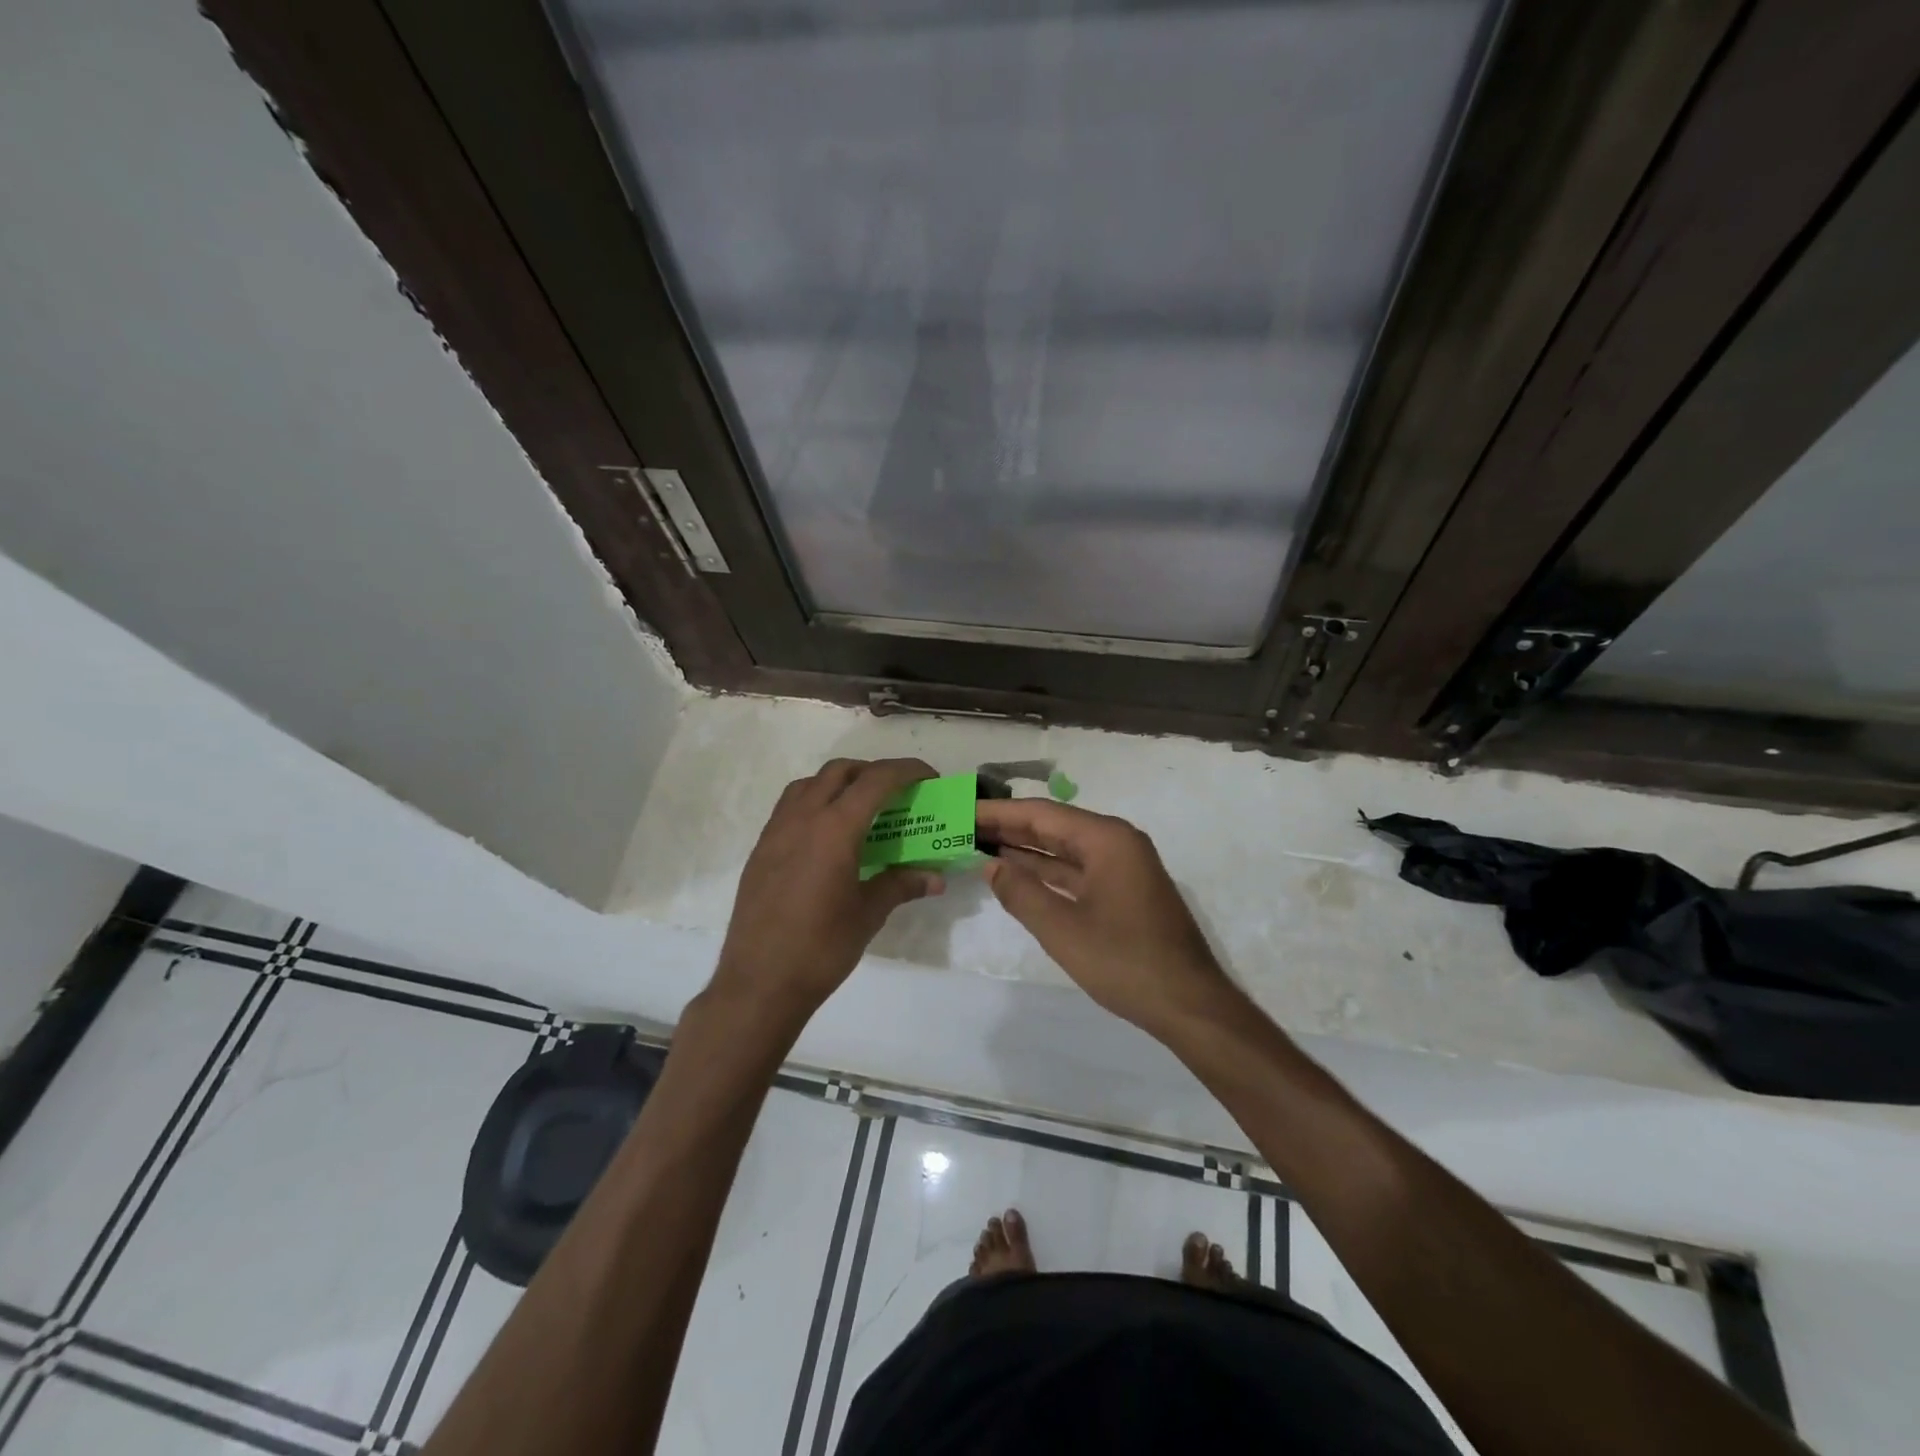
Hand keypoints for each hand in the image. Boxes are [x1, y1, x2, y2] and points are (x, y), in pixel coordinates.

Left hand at [709, 758, 944, 1027]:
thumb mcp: (868, 914)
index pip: (876, 780)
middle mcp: (802, 818)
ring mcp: (776, 831)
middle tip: (897, 794)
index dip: (907, 770)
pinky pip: (790, 807)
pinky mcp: (761, 849)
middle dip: (873, 772)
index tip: (929, 778)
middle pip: (840, 771)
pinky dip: (815, 803)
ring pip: (810, 784)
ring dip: (840, 783)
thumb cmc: (821, 948)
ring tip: (861, 809)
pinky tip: (828, 836)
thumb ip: (901, 885)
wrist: (759, 983)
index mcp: (834, 829)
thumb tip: (935, 878)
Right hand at [977, 799, 1234, 1034]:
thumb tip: (989, 865)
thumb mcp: (1062, 929)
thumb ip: (1021, 893)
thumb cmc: (1124, 962)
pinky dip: (1046, 872)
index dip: (998, 813)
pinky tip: (1016, 874)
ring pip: (1064, 849)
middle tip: (963, 827)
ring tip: (979, 845)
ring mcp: (1123, 867)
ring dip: (1025, 849)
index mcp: (1107, 839)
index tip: (962, 810)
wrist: (1189, 1005)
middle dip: (1009, 828)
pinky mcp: (1124, 890)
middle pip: (1053, 826)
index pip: (1041, 814)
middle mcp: (1117, 842)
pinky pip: (1077, 870)